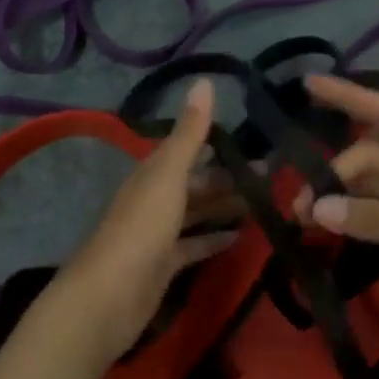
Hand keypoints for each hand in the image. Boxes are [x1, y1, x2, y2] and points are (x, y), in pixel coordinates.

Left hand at [38, 80, 237, 372]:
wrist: (106, 298)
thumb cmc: (140, 229)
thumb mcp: (168, 176)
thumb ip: (189, 133)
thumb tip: (204, 80)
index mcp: (153, 173)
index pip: (189, 149)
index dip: (219, 143)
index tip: (256, 141)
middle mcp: (154, 198)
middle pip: (196, 183)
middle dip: (228, 178)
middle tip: (272, 177)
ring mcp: (158, 234)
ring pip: (196, 212)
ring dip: (224, 207)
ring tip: (264, 203)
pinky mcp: (163, 266)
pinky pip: (194, 246)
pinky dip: (214, 240)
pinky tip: (239, 238)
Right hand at [296, 74, 378, 356]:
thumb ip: (374, 218)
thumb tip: (317, 209)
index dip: (346, 96)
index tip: (307, 84)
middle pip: (372, 155)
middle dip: (335, 174)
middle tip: (299, 206)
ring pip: (375, 185)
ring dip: (343, 198)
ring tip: (304, 218)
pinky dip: (360, 216)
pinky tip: (333, 226)